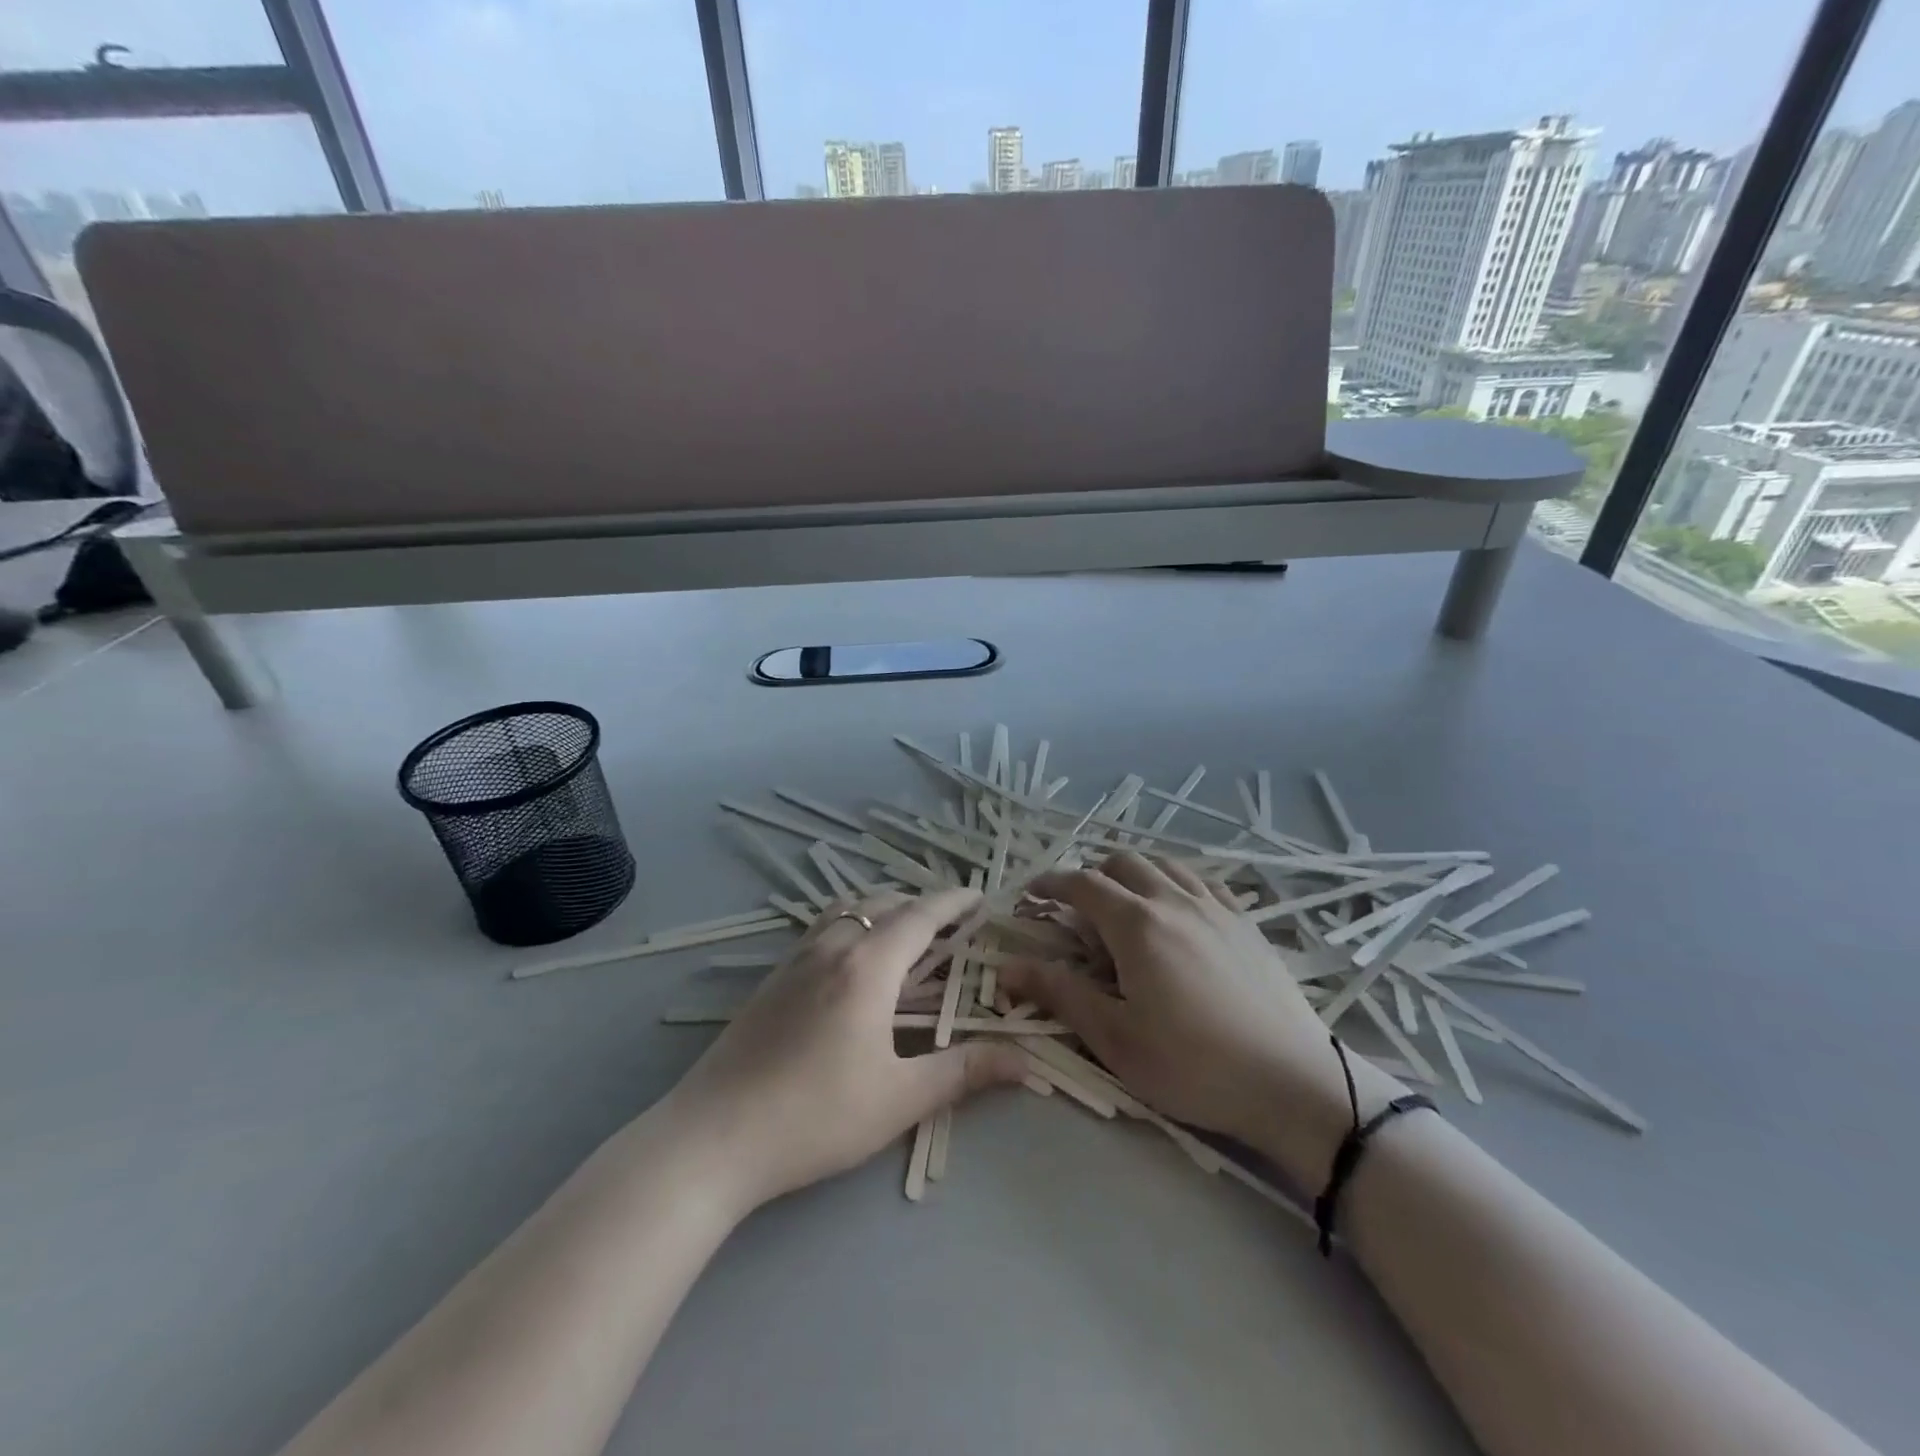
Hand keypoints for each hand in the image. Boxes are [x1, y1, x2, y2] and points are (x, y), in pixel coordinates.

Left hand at [661, 887, 1025, 1214]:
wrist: (714, 1137)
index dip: (953, 902)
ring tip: (903, 930)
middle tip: (950, 922)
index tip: (979, 895)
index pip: (920, 915)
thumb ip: (965, 1072)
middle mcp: (832, 947)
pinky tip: (851, 960)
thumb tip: (1029, 1063)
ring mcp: (796, 960)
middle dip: (921, 904)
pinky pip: (822, 928)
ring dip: (882, 908)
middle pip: (884, 904)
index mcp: (868, 966)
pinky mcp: (771, 979)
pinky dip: (852, 922)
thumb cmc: (816, 1117)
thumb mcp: (900, 1098)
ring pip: (847, 910)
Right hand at [999, 853, 1402, 1181]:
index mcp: (1137, 924)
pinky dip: (1176, 881)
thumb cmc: (1193, 1065)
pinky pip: (1203, 882)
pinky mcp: (1247, 923)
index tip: (1031, 893)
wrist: (1292, 1082)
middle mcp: (1174, 900)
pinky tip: (1178, 908)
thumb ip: (1060, 994)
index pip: (1083, 884)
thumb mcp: (1115, 1038)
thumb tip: (1007, 967)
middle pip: (1123, 863)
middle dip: (1091, 875)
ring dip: (1134, 873)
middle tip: (1076, 907)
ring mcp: (1216, 907)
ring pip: (1165, 865)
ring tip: (1124, 902)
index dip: (1051, 883)